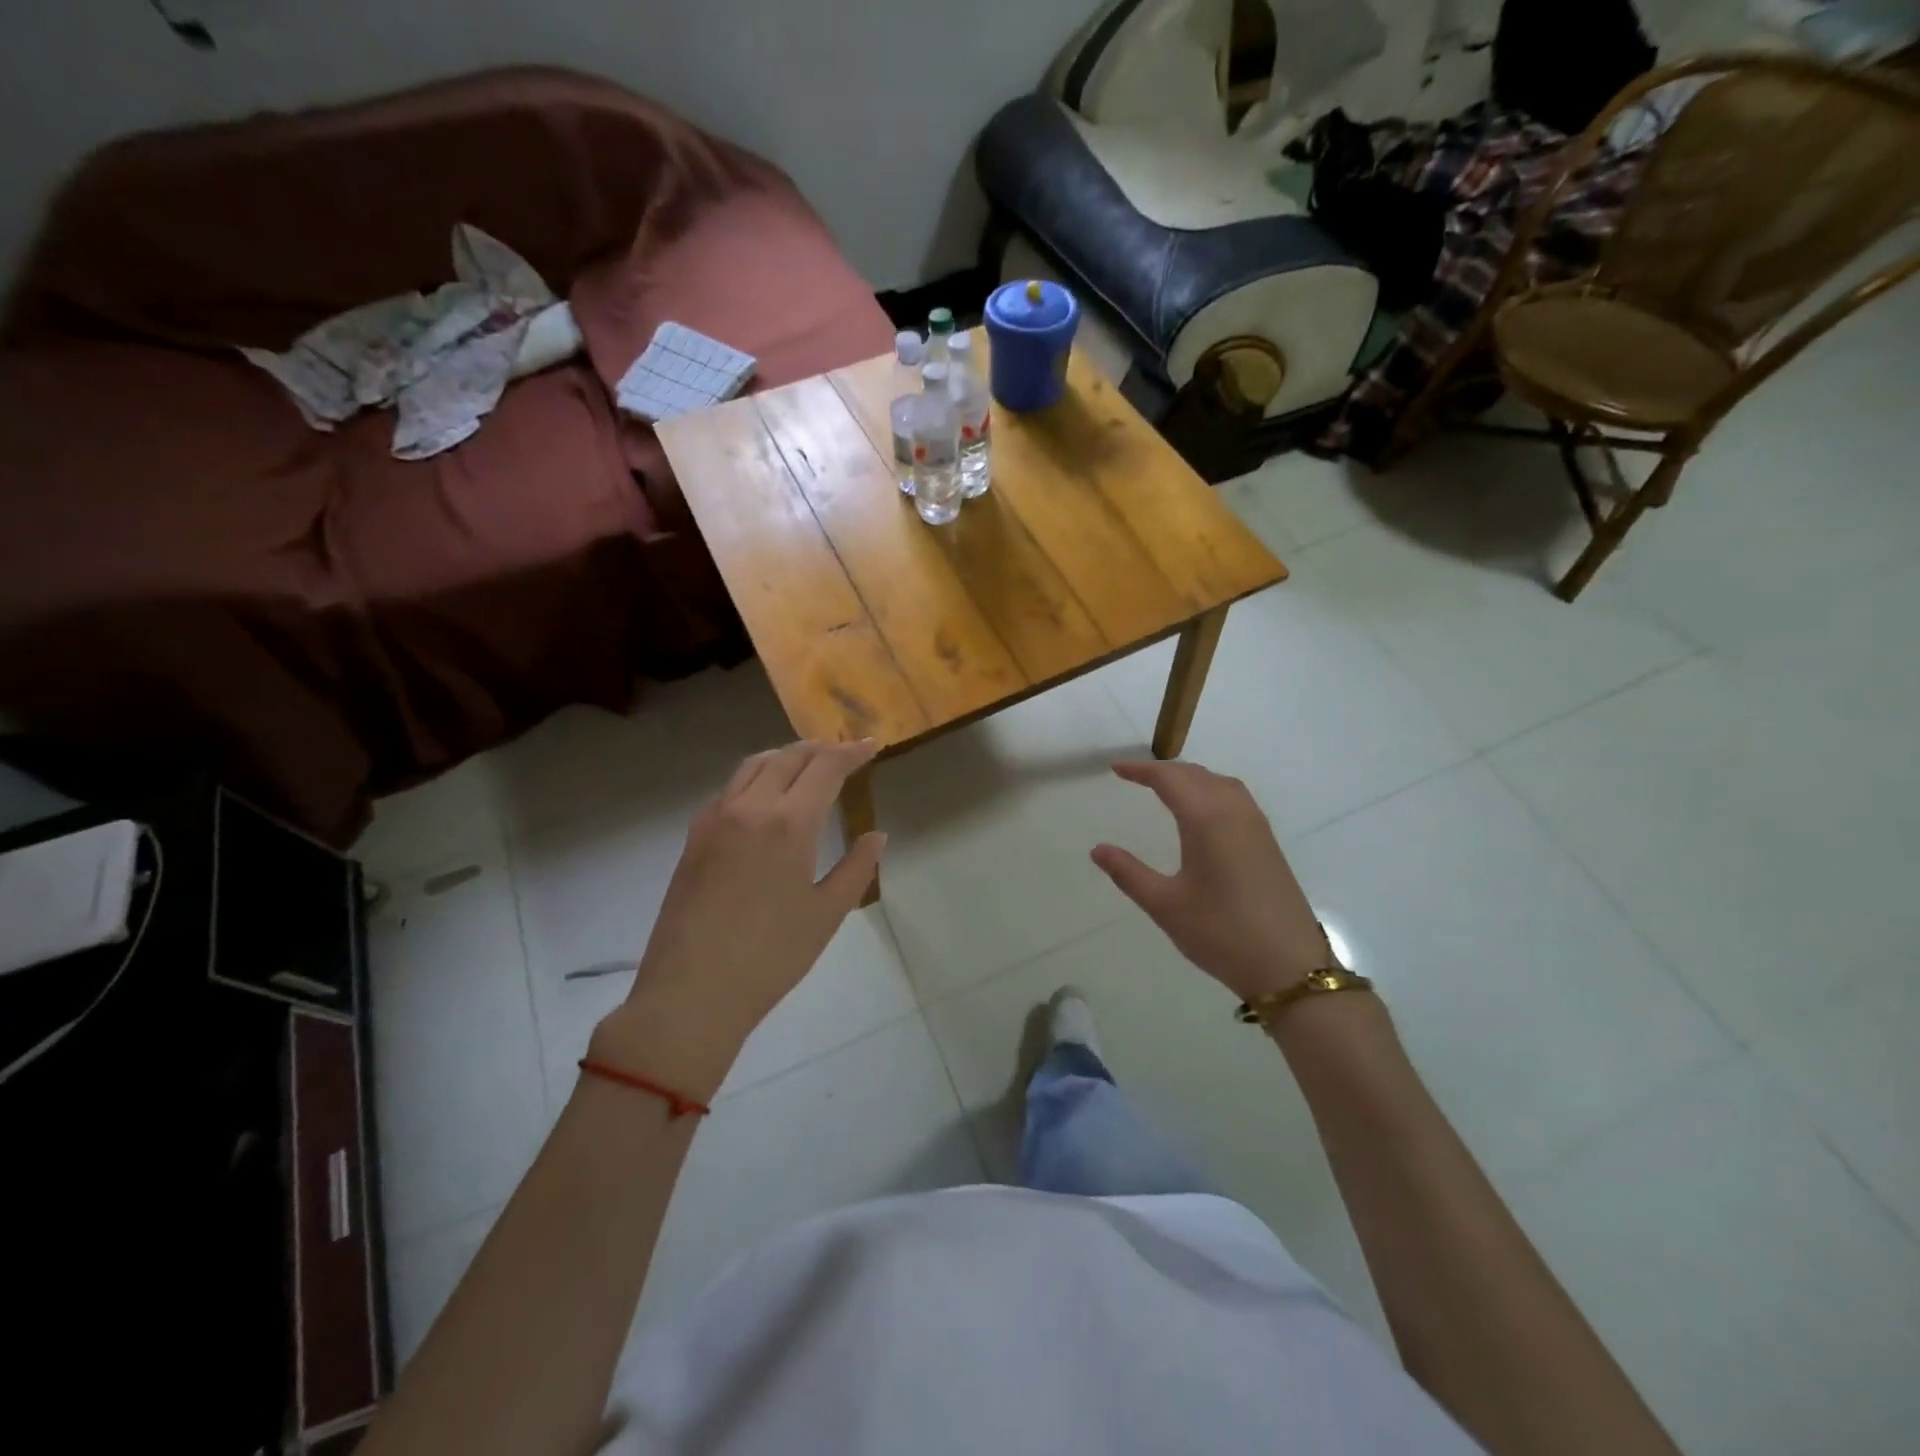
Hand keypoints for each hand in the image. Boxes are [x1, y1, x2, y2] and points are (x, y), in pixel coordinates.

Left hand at [596, 740, 884, 1084]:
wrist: (691, 993)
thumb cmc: (770, 957)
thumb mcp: (827, 915)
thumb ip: (857, 868)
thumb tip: (876, 835)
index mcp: (789, 824)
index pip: (825, 768)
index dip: (851, 753)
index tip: (869, 746)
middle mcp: (750, 808)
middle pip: (788, 757)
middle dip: (819, 749)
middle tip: (842, 753)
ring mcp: (715, 819)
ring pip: (753, 766)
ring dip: (784, 756)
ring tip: (805, 765)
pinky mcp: (694, 837)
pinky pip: (729, 789)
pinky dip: (755, 778)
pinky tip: (764, 798)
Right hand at [1091, 760, 1333, 1002]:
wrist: (1290, 968)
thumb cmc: (1222, 934)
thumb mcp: (1166, 906)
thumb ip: (1129, 873)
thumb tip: (1098, 849)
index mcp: (1207, 821)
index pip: (1170, 779)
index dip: (1141, 770)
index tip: (1116, 769)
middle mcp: (1235, 813)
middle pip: (1197, 775)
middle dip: (1164, 771)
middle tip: (1135, 776)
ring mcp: (1257, 827)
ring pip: (1220, 783)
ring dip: (1191, 778)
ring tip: (1166, 788)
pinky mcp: (1268, 844)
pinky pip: (1236, 799)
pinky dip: (1211, 790)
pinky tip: (1203, 812)